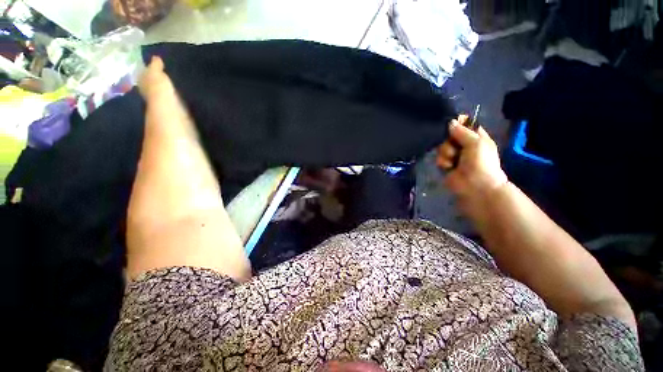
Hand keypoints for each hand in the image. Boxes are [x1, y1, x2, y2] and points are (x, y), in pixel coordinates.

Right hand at [436, 116, 507, 201]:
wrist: (476, 186)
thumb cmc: (481, 162)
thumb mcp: (476, 142)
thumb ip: (462, 131)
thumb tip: (450, 122)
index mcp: (476, 137)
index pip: (465, 125)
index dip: (458, 123)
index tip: (451, 123)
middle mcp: (464, 145)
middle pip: (449, 136)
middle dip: (448, 140)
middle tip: (454, 146)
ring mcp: (454, 156)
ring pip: (442, 147)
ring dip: (446, 152)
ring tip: (453, 160)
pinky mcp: (446, 165)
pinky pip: (439, 159)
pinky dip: (443, 162)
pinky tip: (449, 167)